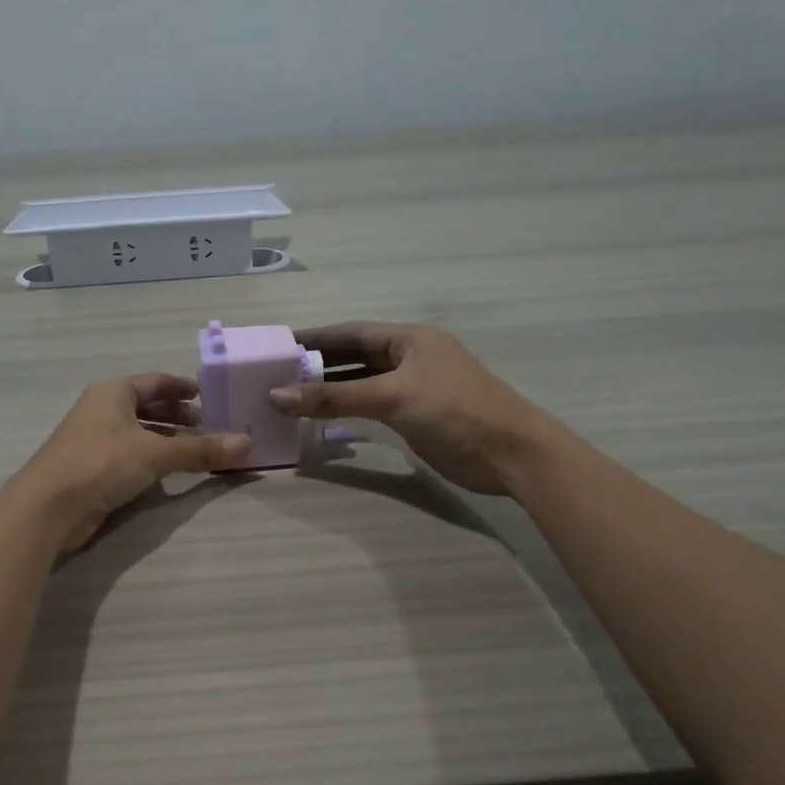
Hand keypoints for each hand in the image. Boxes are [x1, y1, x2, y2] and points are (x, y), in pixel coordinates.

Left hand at [4, 374, 250, 551]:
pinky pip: (131, 456)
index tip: (207, 395)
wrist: (47, 507)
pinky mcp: (92, 469)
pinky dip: (153, 460)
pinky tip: (171, 473)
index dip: (181, 387)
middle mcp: (102, 410)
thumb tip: (247, 444)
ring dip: (167, 440)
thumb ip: (200, 449)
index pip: (154, 382)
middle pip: (147, 407)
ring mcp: (94, 441)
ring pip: (139, 434)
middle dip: (178, 417)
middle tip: (209, 426)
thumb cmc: (100, 463)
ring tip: (198, 450)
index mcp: (113, 393)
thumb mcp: (155, 454)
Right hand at [269, 322, 541, 493]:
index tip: (278, 345)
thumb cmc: (453, 410)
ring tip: (288, 394)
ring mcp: (413, 387)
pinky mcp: (415, 415)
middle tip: (276, 372)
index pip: (351, 332)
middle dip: (317, 363)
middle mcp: (409, 357)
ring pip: (361, 382)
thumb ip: (333, 397)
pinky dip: (346, 408)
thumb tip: (276, 396)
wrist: (509, 453)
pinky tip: (321, 415)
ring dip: (329, 388)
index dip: (315, 337)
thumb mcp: (390, 397)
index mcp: (408, 338)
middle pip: (354, 355)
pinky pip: (371, 405)